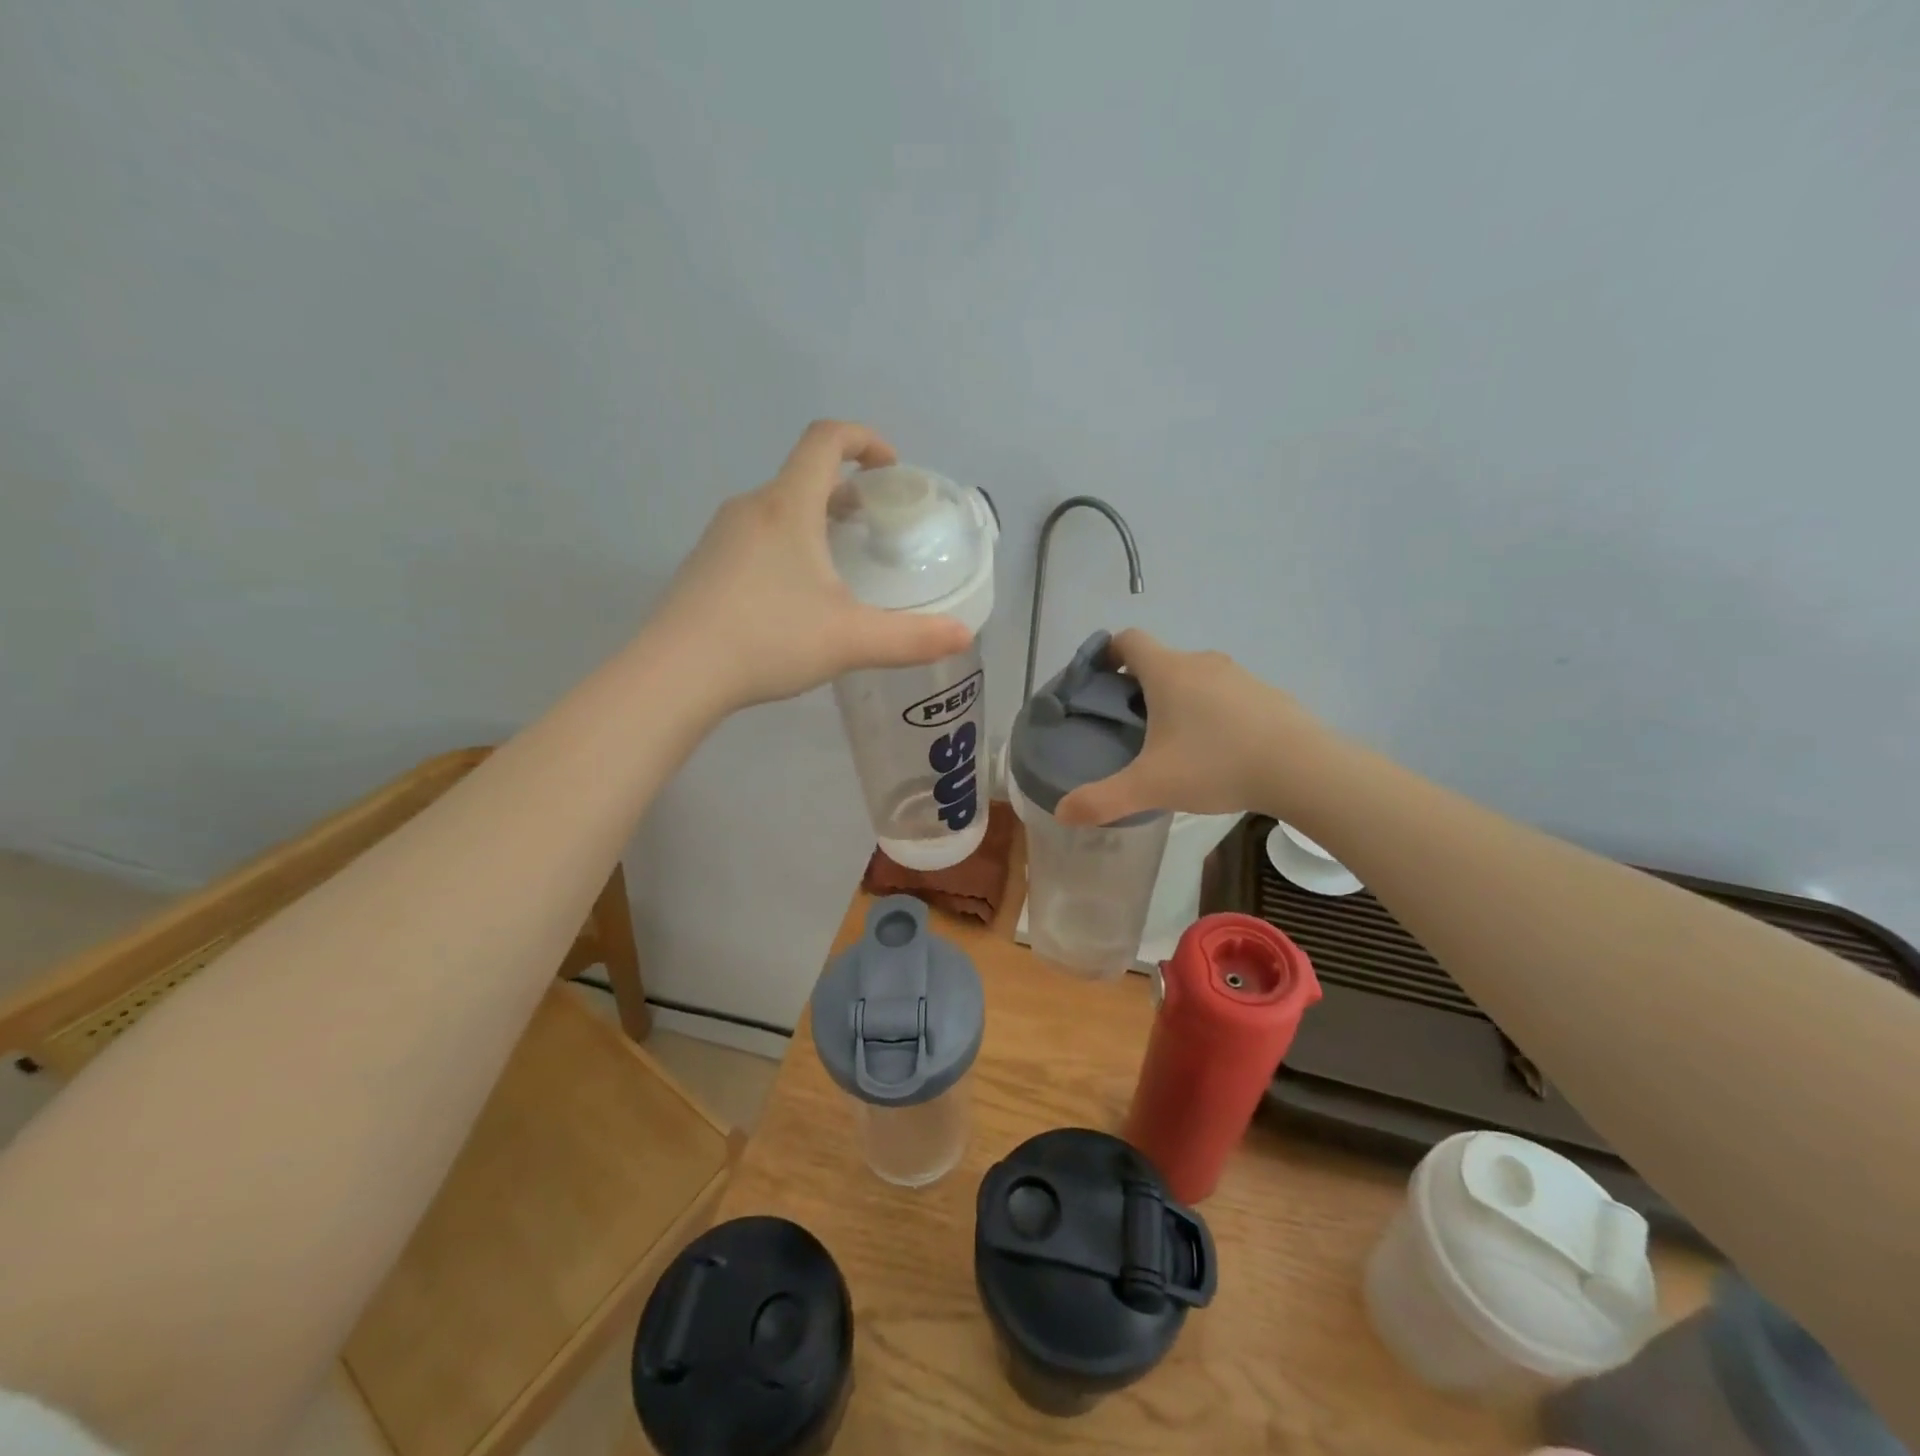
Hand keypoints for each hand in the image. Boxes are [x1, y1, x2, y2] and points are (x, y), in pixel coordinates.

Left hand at [652, 421, 972, 711]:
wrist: (676, 673)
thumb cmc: (768, 640)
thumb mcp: (850, 640)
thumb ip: (911, 638)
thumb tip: (963, 636)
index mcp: (788, 507)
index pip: (826, 441)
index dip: (864, 440)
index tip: (890, 467)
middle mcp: (751, 508)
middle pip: (802, 475)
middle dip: (844, 489)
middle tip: (872, 523)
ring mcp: (720, 536)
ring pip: (777, 508)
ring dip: (813, 518)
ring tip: (837, 560)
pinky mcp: (704, 565)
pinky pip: (754, 536)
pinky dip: (785, 543)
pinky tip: (792, 595)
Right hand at [1054, 630, 1320, 825]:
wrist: (1303, 769)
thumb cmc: (1216, 765)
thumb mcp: (1151, 786)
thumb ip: (1102, 799)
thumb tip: (1062, 812)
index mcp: (1168, 671)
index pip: (1128, 639)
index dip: (1107, 653)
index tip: (1098, 682)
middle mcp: (1201, 663)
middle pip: (1160, 660)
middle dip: (1139, 686)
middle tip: (1130, 726)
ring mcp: (1239, 676)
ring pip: (1194, 677)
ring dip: (1178, 699)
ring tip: (1173, 742)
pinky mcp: (1266, 694)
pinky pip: (1225, 694)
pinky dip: (1212, 711)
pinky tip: (1217, 749)